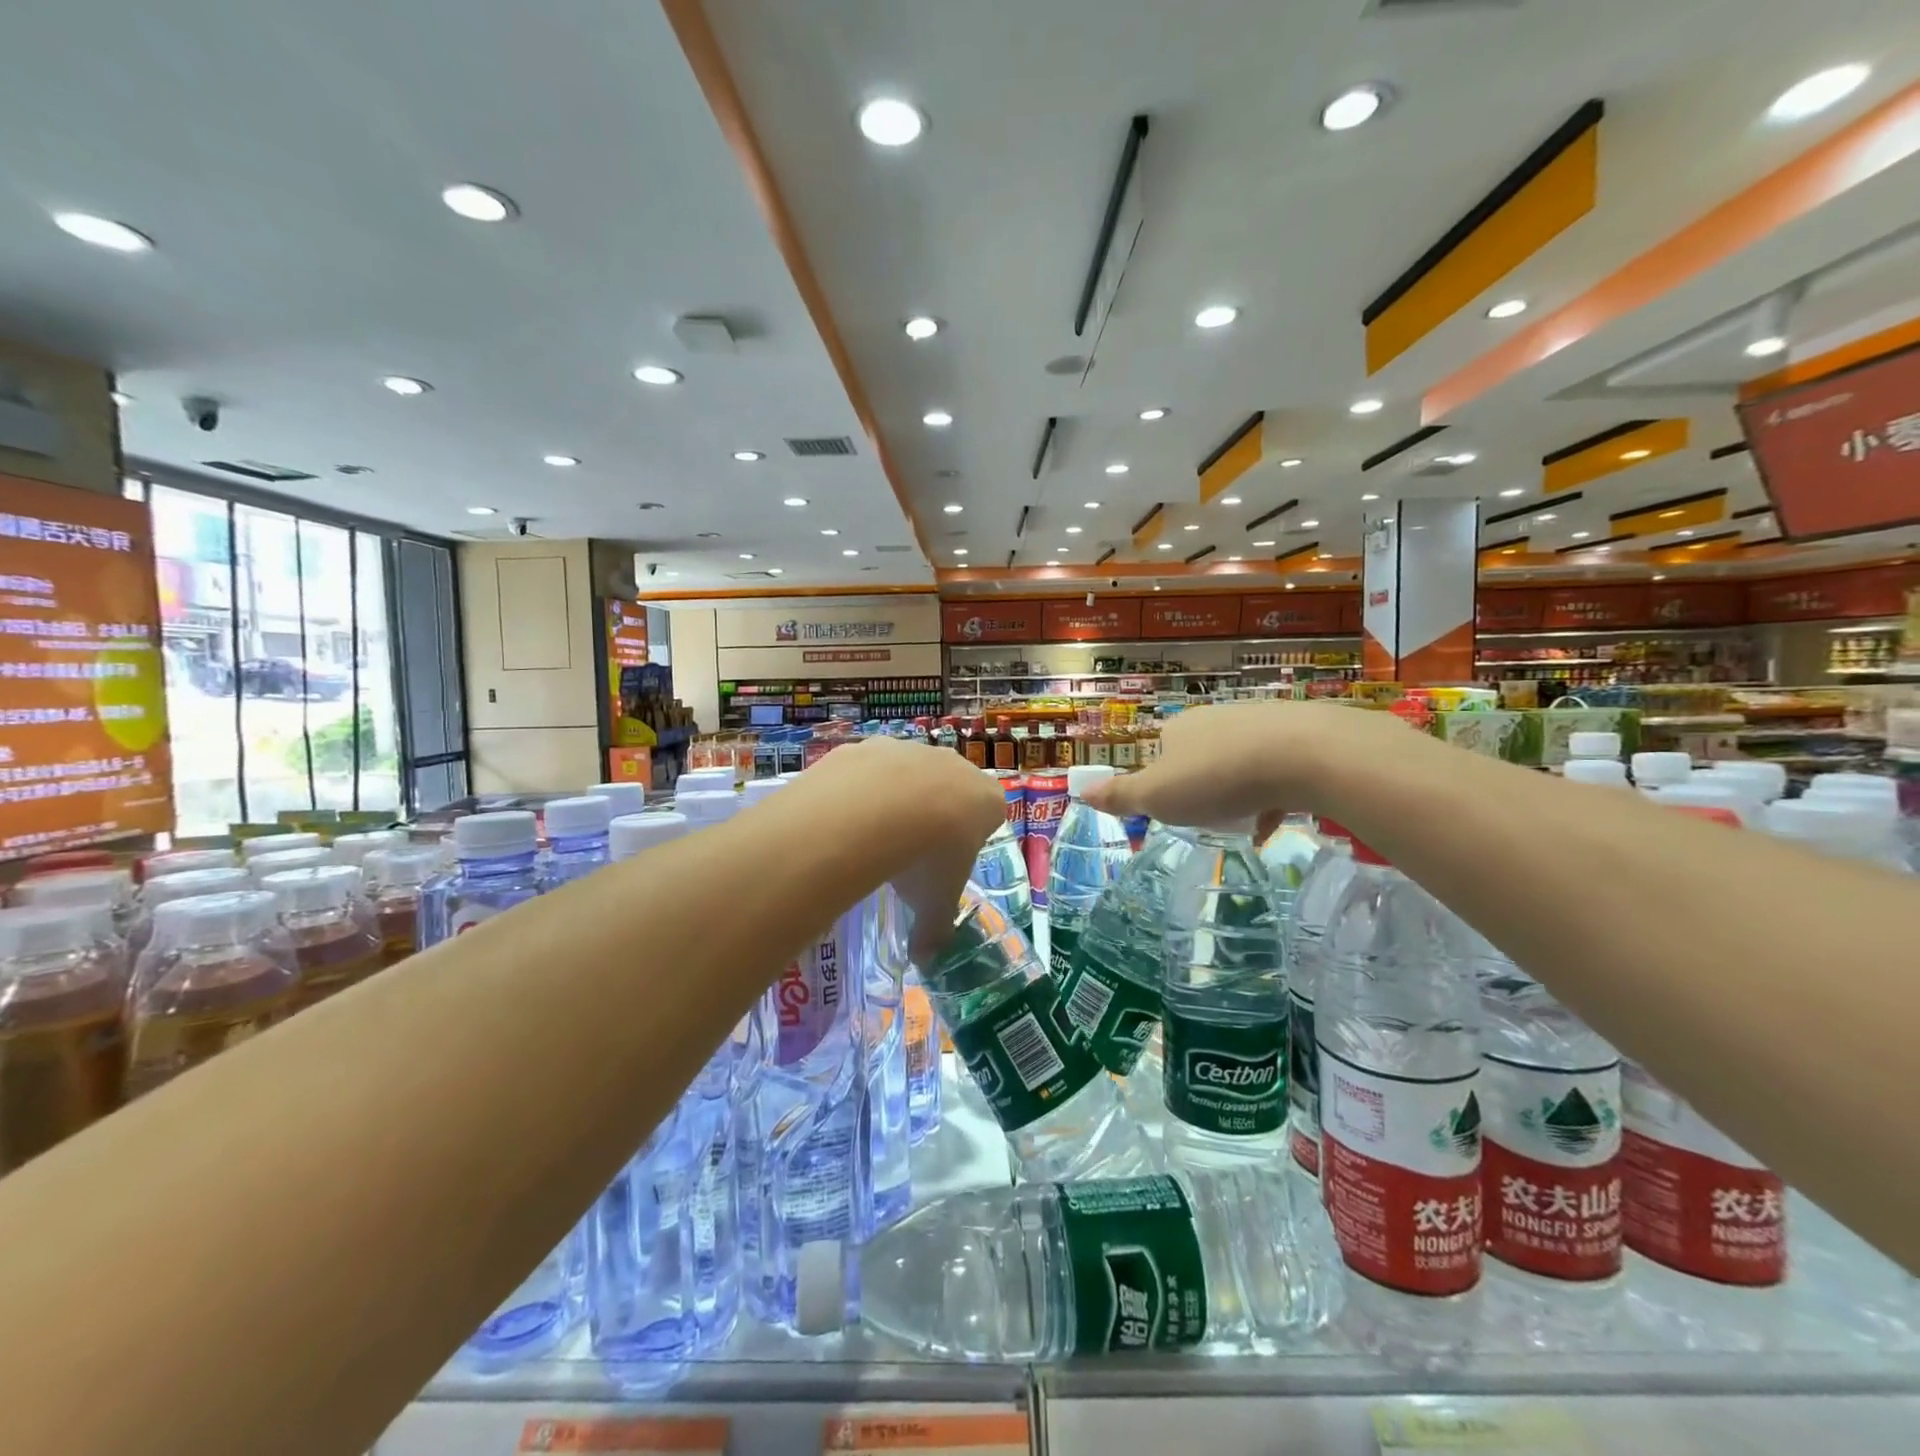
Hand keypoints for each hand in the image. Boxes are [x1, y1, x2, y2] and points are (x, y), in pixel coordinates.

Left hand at [803, 738, 1005, 961]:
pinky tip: (845, 816)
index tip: (950, 858)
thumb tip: (926, 960)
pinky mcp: (872, 745)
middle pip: (951, 788)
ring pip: (909, 773)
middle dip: (935, 812)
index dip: (971, 835)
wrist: (876, 810)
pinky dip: (861, 788)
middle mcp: (956, 766)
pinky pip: (869, 768)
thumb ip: (934, 931)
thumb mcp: (935, 903)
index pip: (991, 812)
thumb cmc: (926, 858)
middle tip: (911, 849)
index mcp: (986, 800)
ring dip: (897, 797)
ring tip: (872, 835)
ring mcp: (913, 750)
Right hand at [1083, 699, 1425, 829]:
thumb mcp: (1157, 796)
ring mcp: (1260, 723)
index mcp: (1179, 728)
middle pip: (1201, 754)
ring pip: (1240, 761)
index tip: (1173, 807)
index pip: (1161, 749)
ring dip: (1238, 790)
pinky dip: (1272, 794)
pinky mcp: (1299, 735)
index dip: (1162, 779)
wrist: (1304, 755)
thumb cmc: (1216, 777)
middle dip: (1202, 785)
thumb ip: (1121, 796)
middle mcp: (1216, 718)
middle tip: (1208, 817)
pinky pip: (1277, 770)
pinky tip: (1276, 820)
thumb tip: (1080, 790)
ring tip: (1244, 821)